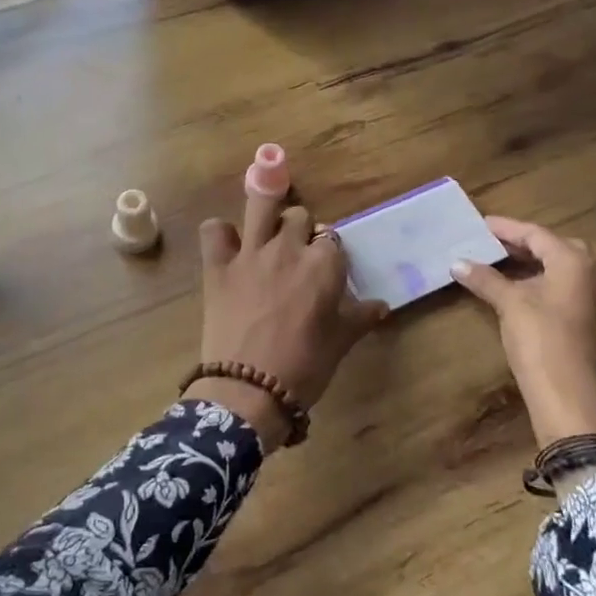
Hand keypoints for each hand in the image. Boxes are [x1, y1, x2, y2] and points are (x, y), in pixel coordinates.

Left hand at [192, 192, 388, 448]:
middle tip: (295, 254)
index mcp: (324, 264)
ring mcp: (250, 253)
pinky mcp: (217, 266)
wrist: (250, 390)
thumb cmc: (305, 367)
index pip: (332, 240)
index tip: (324, 269)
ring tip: (266, 220)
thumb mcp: (340, 343)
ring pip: (261, 206)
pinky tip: (226, 246)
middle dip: (299, 229)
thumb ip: (360, 317)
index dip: (328, 252)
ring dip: (266, 207)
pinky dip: (220, 234)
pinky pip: (214, 230)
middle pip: (298, 216)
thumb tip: (381, 306)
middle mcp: (288, 248)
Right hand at [451, 216, 595, 445]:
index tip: (479, 224)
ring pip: (558, 271)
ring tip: (496, 265)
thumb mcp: (510, 305)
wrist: (571, 399)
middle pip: (552, 248)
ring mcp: (593, 300)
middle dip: (521, 244)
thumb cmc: (542, 342)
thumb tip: (457, 262)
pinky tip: (515, 294)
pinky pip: (561, 290)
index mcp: (574, 262)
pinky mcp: (588, 323)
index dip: (505, 228)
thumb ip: (486, 280)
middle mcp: (590, 275)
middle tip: (489, 243)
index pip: (536, 234)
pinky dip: (537, 285)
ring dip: (529, 266)